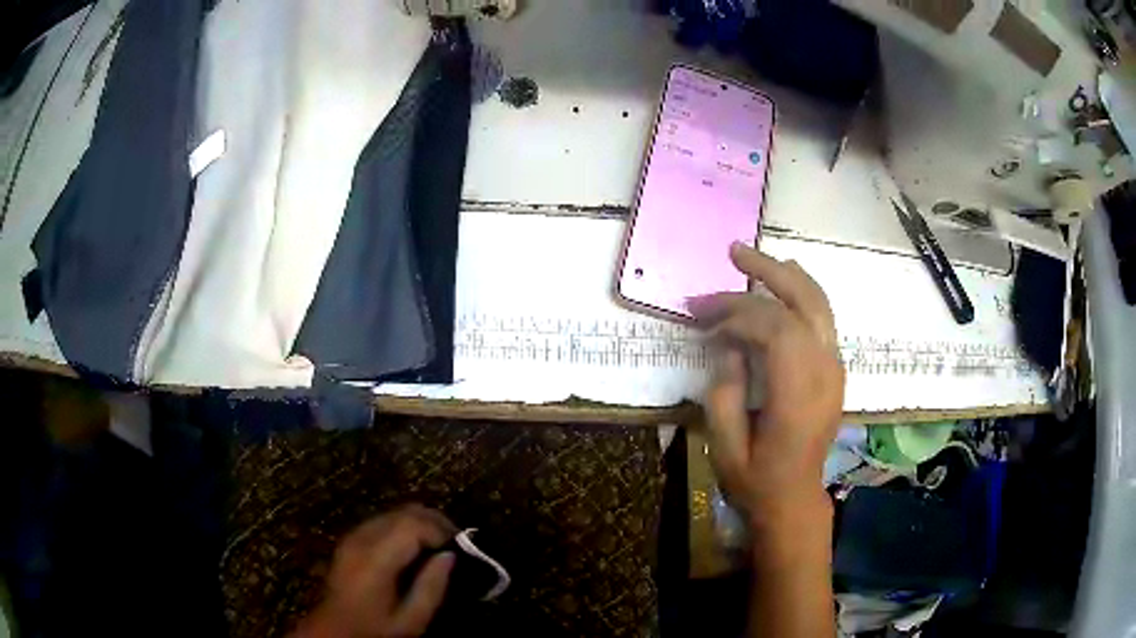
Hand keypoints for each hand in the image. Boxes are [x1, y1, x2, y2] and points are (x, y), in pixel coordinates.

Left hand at [294, 505, 457, 637]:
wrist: (334, 629)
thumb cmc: (375, 629)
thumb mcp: (411, 620)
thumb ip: (432, 588)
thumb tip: (449, 556)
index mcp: (375, 559)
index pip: (411, 524)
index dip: (440, 529)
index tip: (460, 546)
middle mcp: (361, 539)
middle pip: (403, 512)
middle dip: (434, 521)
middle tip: (457, 541)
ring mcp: (353, 536)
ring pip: (393, 512)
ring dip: (420, 522)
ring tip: (439, 543)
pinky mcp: (350, 539)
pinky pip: (383, 520)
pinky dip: (405, 526)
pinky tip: (416, 546)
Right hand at [689, 242, 844, 523]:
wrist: (794, 499)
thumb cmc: (755, 480)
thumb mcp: (724, 446)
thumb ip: (725, 390)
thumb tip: (728, 344)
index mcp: (799, 397)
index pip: (776, 329)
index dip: (737, 312)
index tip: (702, 314)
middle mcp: (825, 373)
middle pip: (804, 303)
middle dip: (768, 272)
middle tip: (733, 253)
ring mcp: (835, 369)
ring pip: (819, 304)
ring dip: (787, 276)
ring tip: (752, 260)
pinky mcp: (833, 369)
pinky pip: (821, 318)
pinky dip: (801, 293)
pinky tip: (781, 283)